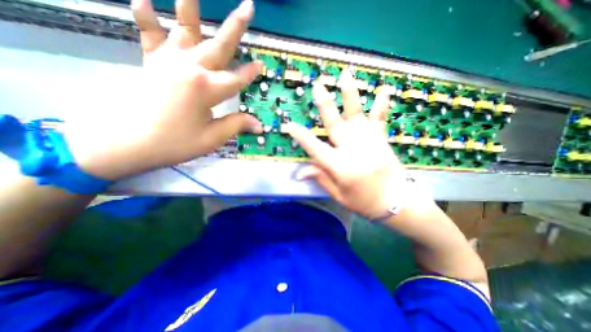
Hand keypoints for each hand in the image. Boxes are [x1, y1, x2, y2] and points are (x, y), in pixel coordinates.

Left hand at [64, 0, 261, 180]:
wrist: (124, 143)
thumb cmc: (174, 143)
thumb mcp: (211, 138)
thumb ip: (236, 125)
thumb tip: (260, 126)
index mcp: (207, 88)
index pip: (237, 79)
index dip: (251, 73)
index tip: (261, 65)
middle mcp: (190, 68)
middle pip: (219, 46)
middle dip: (236, 26)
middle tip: (249, 5)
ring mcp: (168, 61)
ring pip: (185, 29)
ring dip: (191, 6)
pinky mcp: (151, 62)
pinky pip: (149, 33)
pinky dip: (146, 14)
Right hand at [286, 70, 430, 219]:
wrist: (396, 202)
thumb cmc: (364, 202)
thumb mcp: (339, 195)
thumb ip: (321, 178)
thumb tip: (300, 172)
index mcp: (339, 166)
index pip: (314, 148)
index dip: (300, 136)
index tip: (289, 125)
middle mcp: (352, 149)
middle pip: (335, 124)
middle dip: (325, 105)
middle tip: (318, 86)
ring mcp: (369, 141)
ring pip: (356, 115)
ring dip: (350, 94)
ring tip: (345, 74)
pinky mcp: (381, 139)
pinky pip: (380, 118)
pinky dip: (382, 103)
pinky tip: (385, 88)